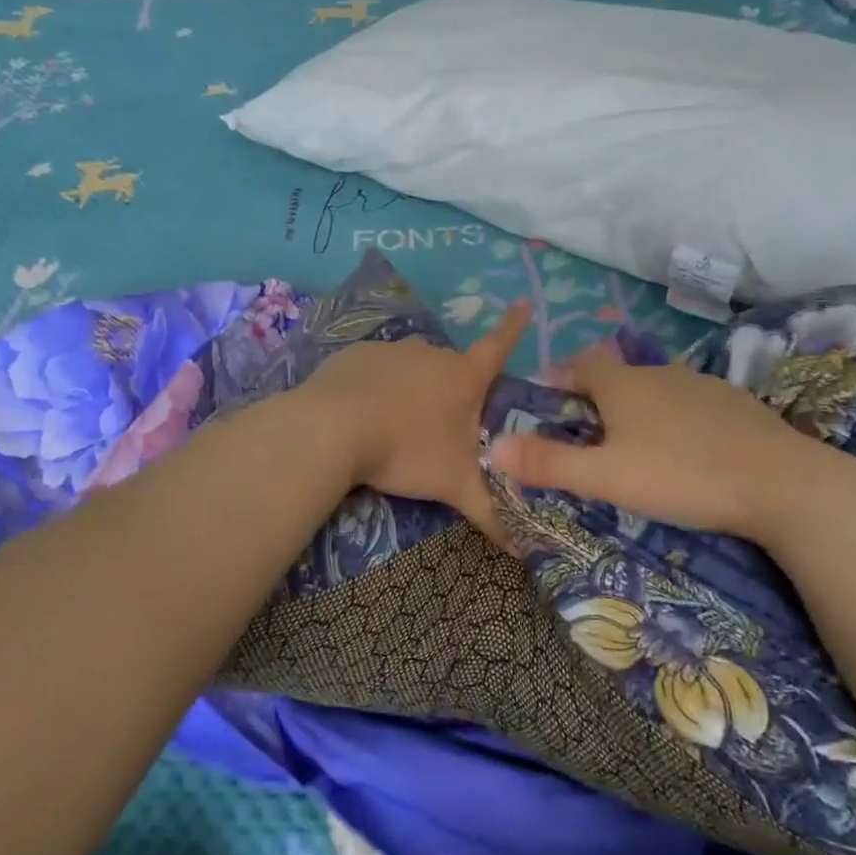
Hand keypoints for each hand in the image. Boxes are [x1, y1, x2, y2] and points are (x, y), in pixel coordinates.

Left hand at [301, 303, 530, 543]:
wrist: (331, 430)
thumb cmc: (406, 452)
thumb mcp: (454, 486)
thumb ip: (490, 515)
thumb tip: (525, 552)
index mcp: (462, 377)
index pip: (498, 347)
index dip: (513, 328)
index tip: (525, 303)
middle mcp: (430, 354)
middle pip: (450, 367)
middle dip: (450, 390)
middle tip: (439, 426)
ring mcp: (391, 350)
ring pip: (411, 368)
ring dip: (411, 389)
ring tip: (396, 426)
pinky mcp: (355, 355)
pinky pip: (375, 370)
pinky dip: (376, 387)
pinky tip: (362, 415)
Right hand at [486, 343, 843, 542]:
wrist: (781, 483)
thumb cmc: (681, 475)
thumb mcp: (606, 477)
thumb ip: (549, 463)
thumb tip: (492, 447)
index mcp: (624, 385)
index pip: (581, 364)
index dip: (560, 376)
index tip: (547, 399)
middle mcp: (660, 374)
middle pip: (617, 375)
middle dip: (595, 397)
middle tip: (585, 433)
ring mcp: (702, 386)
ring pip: (655, 389)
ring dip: (636, 408)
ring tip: (633, 445)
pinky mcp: (736, 405)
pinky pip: (690, 404)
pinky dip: (675, 420)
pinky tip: (685, 451)